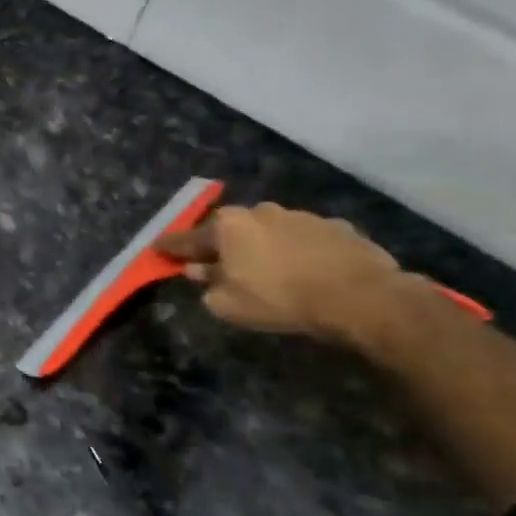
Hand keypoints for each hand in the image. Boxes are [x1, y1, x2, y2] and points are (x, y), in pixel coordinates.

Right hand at [155, 203, 406, 344]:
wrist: (358, 296)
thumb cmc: (279, 299)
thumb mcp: (229, 304)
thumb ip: (208, 284)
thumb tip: (199, 271)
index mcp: (228, 227)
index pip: (188, 238)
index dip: (170, 247)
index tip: (157, 248)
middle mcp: (260, 211)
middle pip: (230, 228)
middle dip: (221, 244)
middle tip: (217, 263)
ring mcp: (300, 215)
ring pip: (269, 230)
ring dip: (262, 246)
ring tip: (268, 270)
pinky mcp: (335, 226)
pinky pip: (303, 238)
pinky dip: (297, 251)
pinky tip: (305, 270)